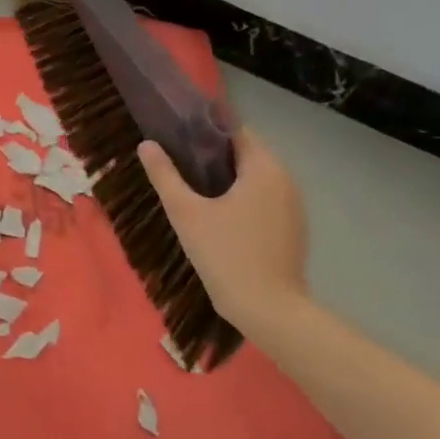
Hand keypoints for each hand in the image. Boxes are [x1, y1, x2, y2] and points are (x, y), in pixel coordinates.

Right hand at [137, 127, 308, 331]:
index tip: (178, 133)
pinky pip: (264, 199)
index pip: (237, 130)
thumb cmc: (225, 253)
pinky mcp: (292, 229)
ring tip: (193, 186)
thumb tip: (146, 145)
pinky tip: (217, 214)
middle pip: (247, 153)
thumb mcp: (185, 212)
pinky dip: (242, 196)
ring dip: (228, 176)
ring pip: (256, 177)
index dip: (207, 128)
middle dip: (214, 153)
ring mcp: (293, 207)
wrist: (268, 310)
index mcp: (264, 169)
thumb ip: (164, 175)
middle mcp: (285, 181)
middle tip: (179, 160)